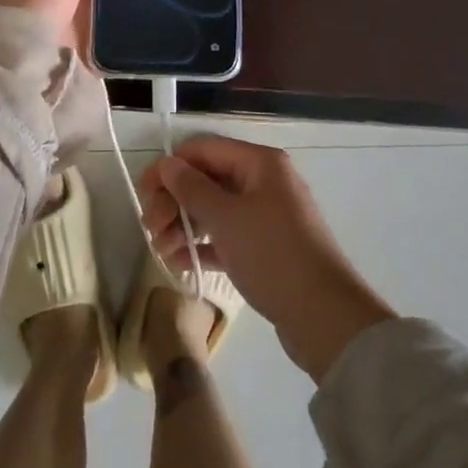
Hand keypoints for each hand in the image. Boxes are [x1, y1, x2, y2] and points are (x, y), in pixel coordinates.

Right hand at [139, 137, 396, 381]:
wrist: (324, 317)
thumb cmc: (273, 254)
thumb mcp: (226, 218)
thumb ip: (191, 188)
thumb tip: (167, 164)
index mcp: (260, 163)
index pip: (204, 150)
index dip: (170, 167)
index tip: (143, 192)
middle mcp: (264, 182)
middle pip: (207, 180)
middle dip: (174, 201)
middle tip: (150, 228)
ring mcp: (266, 216)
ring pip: (213, 210)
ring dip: (182, 225)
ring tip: (160, 250)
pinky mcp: (265, 248)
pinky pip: (225, 236)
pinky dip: (202, 245)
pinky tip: (178, 263)